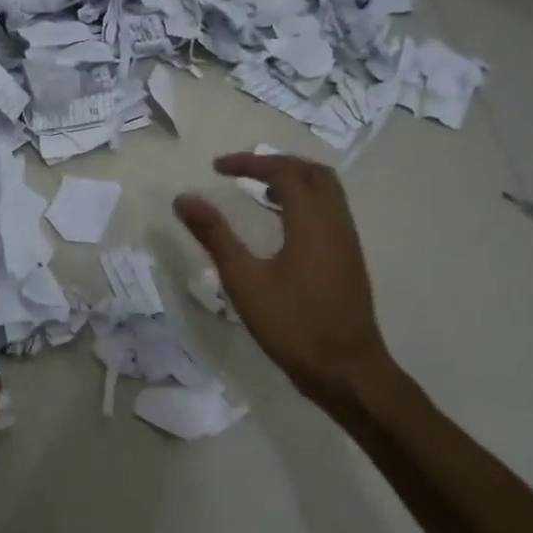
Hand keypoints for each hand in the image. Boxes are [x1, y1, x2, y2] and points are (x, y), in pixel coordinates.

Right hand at [174, 152, 394, 411]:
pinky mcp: (348, 261)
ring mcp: (347, 242)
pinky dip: (304, 203)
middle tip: (243, 171)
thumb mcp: (244, 280)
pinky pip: (330, 213)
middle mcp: (336, 222)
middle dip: (277, 164)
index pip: (284, 172)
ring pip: (326, 193)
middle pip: (313, 173)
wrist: (346, 370)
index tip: (217, 167)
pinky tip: (282, 227)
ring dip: (293, 183)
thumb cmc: (293, 324)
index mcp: (312, 221)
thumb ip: (214, 236)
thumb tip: (184, 199)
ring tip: (259, 192)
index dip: (250, 162)